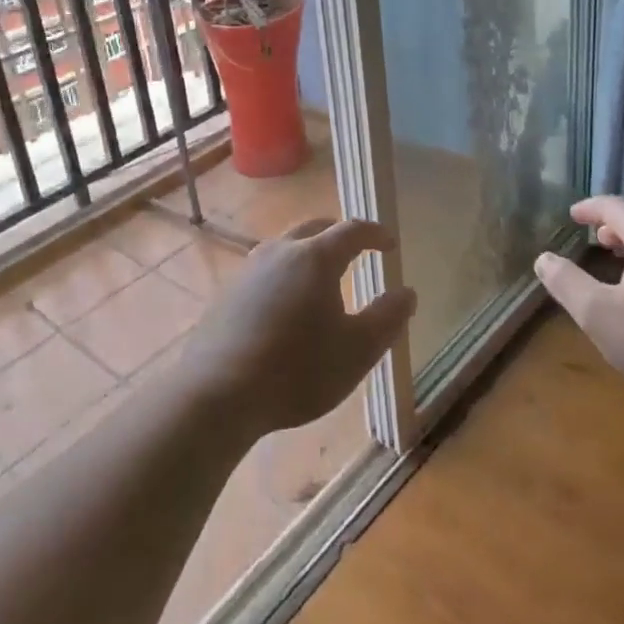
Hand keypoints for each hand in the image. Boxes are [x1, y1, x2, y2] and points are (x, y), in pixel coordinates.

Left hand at [180, 218, 415, 437]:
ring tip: (322, 279)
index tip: (389, 245)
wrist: (217, 394)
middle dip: (339, 235)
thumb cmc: (297, 370)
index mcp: (315, 257)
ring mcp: (248, 270)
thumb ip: (387, 318)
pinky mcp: (227, 293)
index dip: (375, 234)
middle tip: (356, 251)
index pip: (352, 230)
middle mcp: (280, 251)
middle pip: (314, 229)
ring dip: (308, 254)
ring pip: (285, 248)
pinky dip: (285, 276)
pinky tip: (286, 306)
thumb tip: (406, 292)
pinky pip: (265, 272)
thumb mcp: (357, 350)